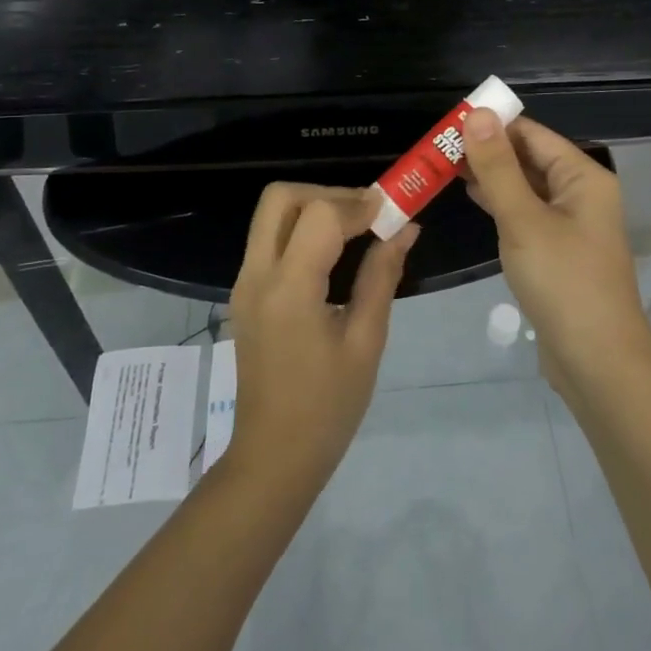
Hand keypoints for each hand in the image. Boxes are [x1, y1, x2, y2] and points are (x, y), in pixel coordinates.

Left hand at [225, 184, 416, 493]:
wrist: (273, 456)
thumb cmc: (328, 407)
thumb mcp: (366, 341)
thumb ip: (382, 276)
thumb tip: (406, 228)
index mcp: (289, 290)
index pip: (319, 215)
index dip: (358, 204)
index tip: (392, 212)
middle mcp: (257, 276)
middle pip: (281, 198)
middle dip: (328, 194)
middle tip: (367, 214)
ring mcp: (244, 283)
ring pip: (271, 214)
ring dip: (313, 208)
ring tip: (356, 229)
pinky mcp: (244, 293)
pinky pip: (269, 239)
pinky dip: (300, 229)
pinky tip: (333, 252)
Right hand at [460, 111, 650, 391]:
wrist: (596, 360)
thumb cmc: (563, 281)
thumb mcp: (523, 219)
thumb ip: (498, 167)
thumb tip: (478, 114)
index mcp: (582, 177)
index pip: (532, 134)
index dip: (493, 124)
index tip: (448, 121)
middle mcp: (580, 194)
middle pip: (530, 158)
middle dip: (488, 150)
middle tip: (438, 145)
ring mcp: (570, 224)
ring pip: (526, 187)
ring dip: (491, 176)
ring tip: (444, 165)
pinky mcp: (558, 251)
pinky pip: (526, 214)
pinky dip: (501, 203)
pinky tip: (472, 197)